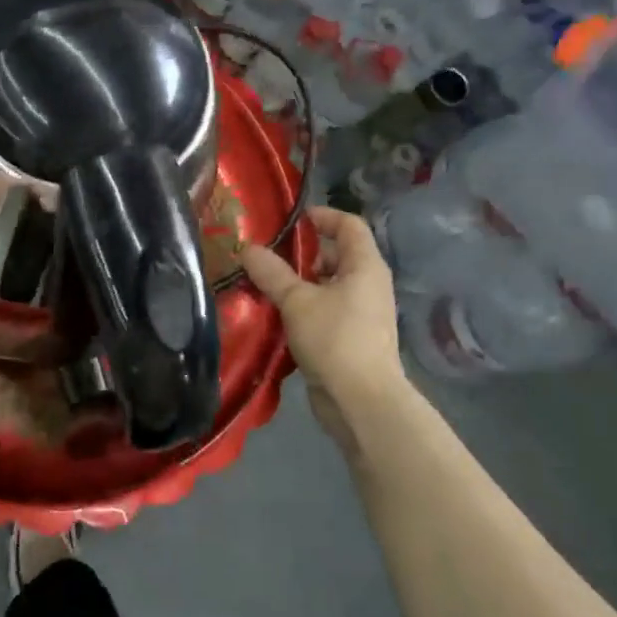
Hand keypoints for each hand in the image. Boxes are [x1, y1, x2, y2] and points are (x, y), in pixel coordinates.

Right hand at [241, 207, 405, 449]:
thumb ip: (272, 272)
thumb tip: (248, 247)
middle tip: (265, 255)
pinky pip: (324, 311)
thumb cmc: (335, 339)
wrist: (361, 401)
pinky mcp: (349, 338)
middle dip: (300, 254)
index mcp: (365, 266)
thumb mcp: (296, 300)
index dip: (321, 216)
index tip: (290, 220)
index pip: (349, 225)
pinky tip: (274, 315)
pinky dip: (301, 308)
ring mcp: (361, 313)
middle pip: (335, 255)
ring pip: (326, 286)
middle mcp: (368, 284)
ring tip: (261, 285)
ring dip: (297, 283)